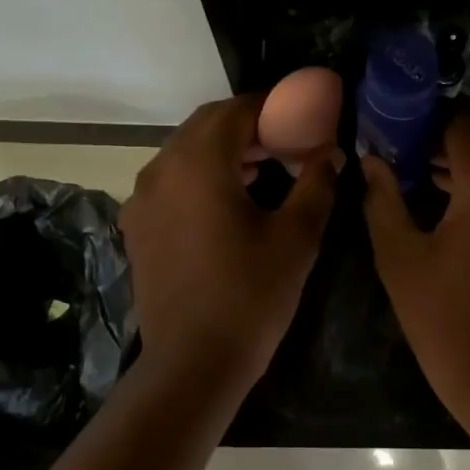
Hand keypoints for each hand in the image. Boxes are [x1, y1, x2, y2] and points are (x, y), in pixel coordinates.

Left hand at [121, 95, 341, 380]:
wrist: (192, 364)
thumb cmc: (251, 295)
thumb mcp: (297, 238)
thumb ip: (317, 184)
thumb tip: (333, 153)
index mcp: (200, 163)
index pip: (236, 111)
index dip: (271, 106)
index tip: (300, 113)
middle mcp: (162, 169)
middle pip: (205, 125)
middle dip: (246, 124)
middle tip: (285, 138)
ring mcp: (142, 198)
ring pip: (184, 150)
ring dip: (223, 148)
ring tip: (264, 166)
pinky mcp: (137, 225)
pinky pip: (170, 179)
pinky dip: (200, 173)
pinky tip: (229, 198)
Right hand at [360, 106, 469, 408]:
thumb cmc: (445, 318)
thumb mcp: (400, 256)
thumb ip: (383, 197)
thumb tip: (372, 159)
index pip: (462, 121)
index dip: (426, 116)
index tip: (394, 124)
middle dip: (447, 132)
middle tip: (405, 146)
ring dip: (467, 156)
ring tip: (420, 170)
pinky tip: (450, 198)